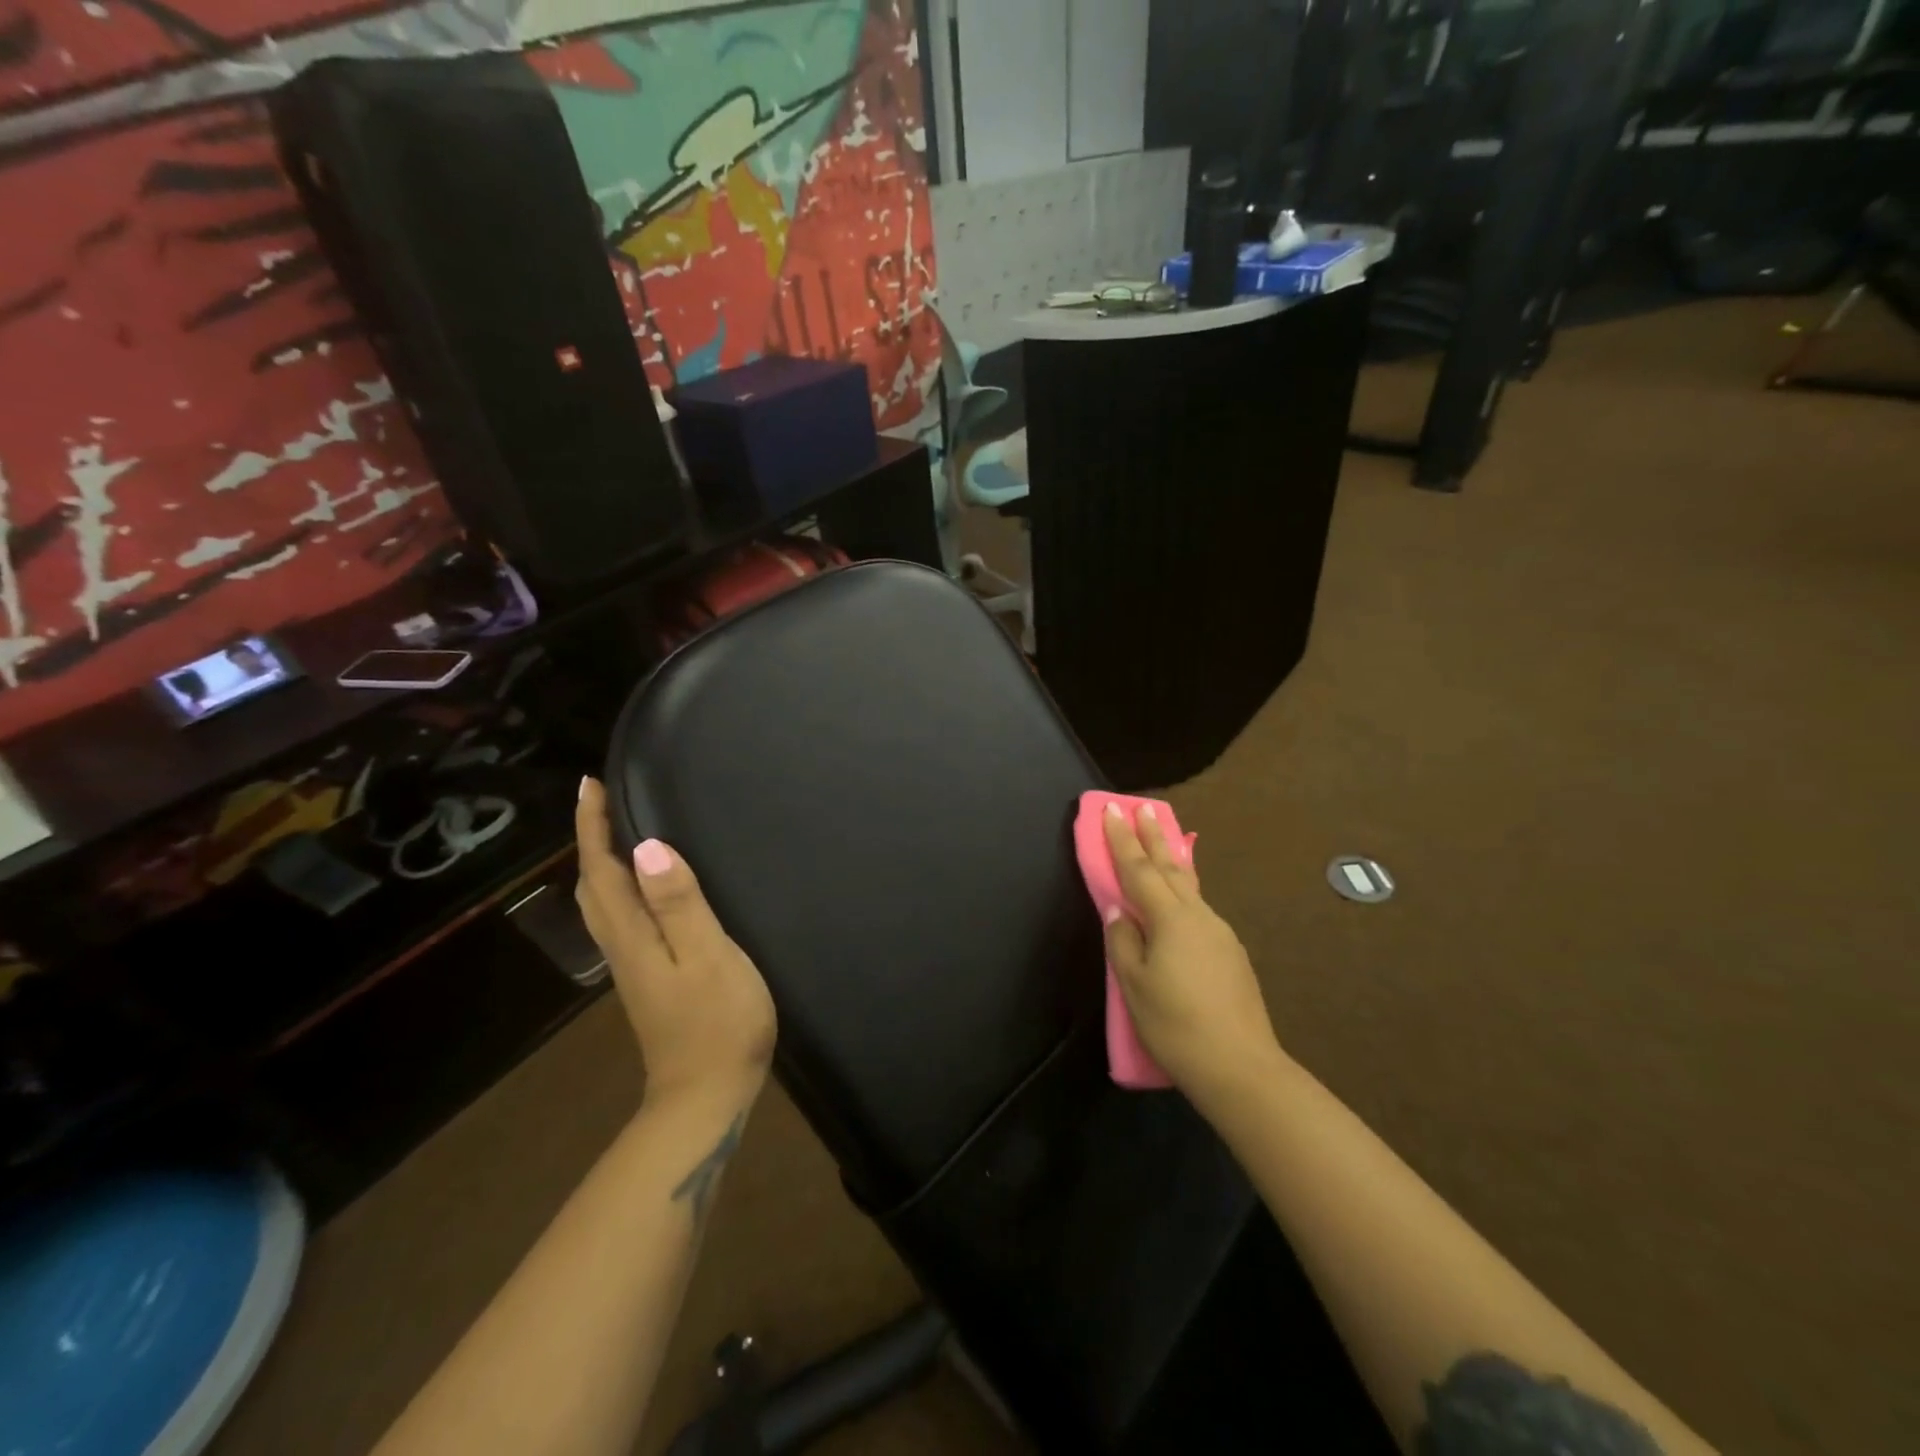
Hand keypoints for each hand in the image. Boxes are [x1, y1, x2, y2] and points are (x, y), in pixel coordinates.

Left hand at [575, 778, 776, 1107]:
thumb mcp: (708, 957)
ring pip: (603, 904)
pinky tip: (646, 887)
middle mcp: (622, 947)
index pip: (601, 871)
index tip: (589, 785)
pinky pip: (623, 919)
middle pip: (592, 886)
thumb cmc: (717, 1023)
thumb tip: (649, 848)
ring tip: (619, 832)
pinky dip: (622, 889)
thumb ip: (679, 904)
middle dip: (590, 840)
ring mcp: (633, 966)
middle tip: (601, 801)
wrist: (706, 1096)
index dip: (592, 827)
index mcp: (632, 936)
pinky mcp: (649, 978)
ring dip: (602, 863)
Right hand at [1102, 803, 1286, 1111]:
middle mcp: (1198, 916)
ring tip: (1163, 843)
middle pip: (1170, 867)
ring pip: (1189, 887)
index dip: (1121, 840)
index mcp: (1170, 919)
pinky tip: (1180, 902)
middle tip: (1143, 807)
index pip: (1138, 869)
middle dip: (1153, 836)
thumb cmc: (1175, 1024)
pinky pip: (1199, 909)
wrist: (1240, 1066)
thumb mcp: (1134, 984)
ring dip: (1171, 860)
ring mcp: (1220, 933)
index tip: (1112, 810)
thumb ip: (1123, 940)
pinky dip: (1184, 892)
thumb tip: (1119, 912)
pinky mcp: (1231, 954)